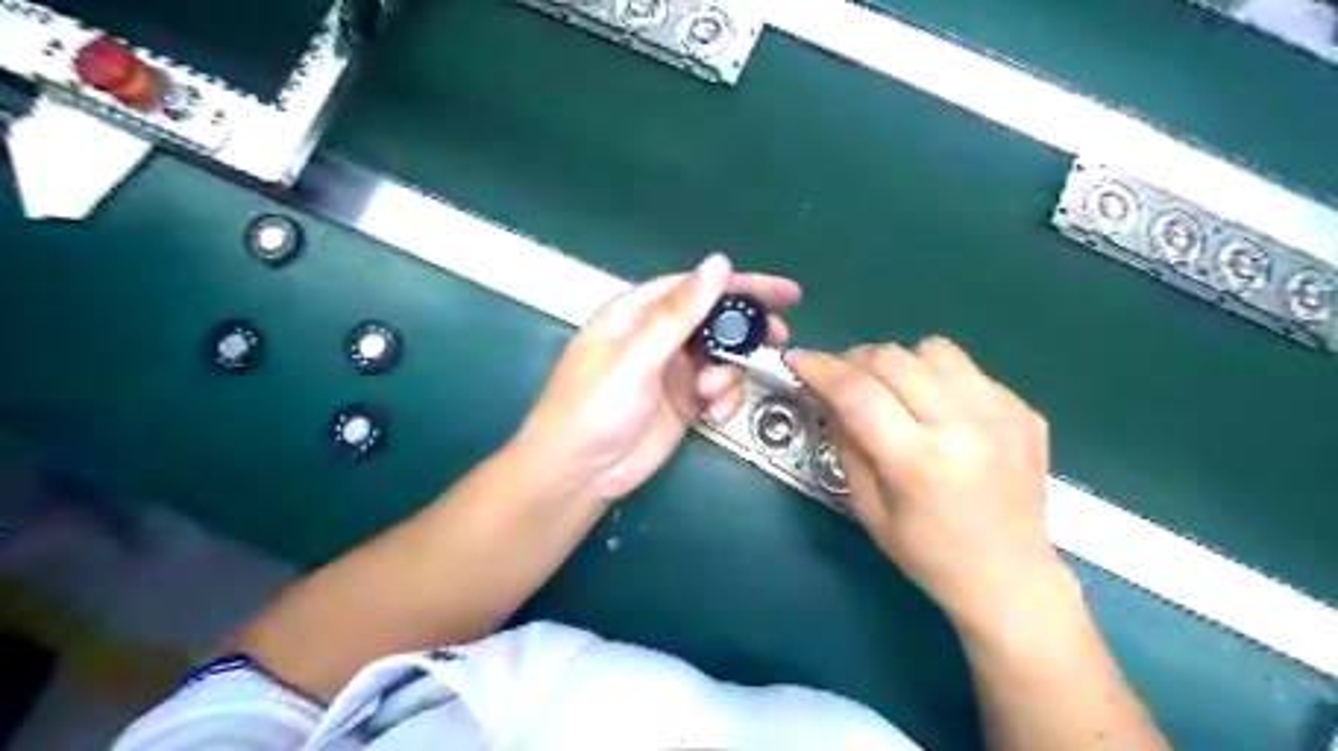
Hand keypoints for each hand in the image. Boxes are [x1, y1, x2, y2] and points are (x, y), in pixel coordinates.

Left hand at [513, 255, 804, 505]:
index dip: (741, 286)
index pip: (696, 287)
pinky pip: (718, 390)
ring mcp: (672, 371)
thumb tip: (718, 263)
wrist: (579, 474)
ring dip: (729, 374)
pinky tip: (714, 414)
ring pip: (721, 358)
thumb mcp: (637, 356)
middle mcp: (657, 337)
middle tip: (779, 336)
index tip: (785, 293)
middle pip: (714, 321)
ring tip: (712, 394)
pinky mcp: (683, 403)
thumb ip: (679, 313)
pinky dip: (724, 399)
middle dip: (745, 331)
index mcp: (637, 313)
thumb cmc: (595, 406)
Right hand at [785, 336, 1074, 631]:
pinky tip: (936, 409)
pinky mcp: (1023, 409)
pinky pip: (967, 369)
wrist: (1010, 576)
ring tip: (892, 388)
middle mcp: (962, 426)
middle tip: (840, 376)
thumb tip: (829, 397)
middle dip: (853, 359)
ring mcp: (1000, 413)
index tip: (796, 359)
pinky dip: (938, 378)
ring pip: (934, 350)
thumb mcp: (867, 508)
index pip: (858, 392)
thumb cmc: (928, 553)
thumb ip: (846, 444)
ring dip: (900, 362)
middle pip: (893, 359)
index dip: (820, 369)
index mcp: (917, 461)